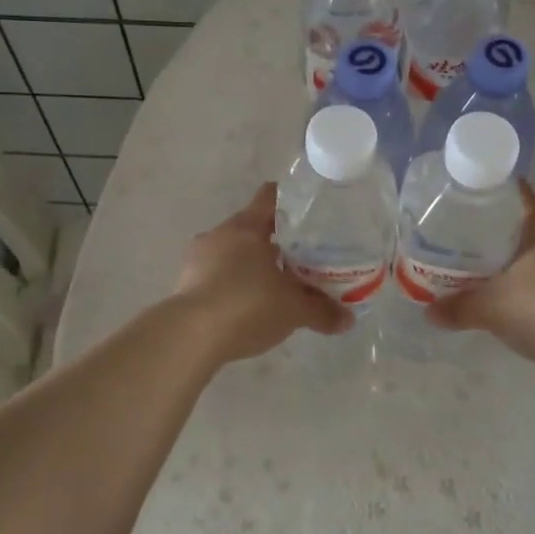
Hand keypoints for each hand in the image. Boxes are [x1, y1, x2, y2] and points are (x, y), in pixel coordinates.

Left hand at [171, 184, 351, 363]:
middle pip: (252, 227)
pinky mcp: (185, 285)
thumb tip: (349, 320)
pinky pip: (216, 276)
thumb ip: (322, 311)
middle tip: (302, 256)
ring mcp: (197, 259)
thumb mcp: (293, 310)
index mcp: (246, 227)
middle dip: (276, 241)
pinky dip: (234, 285)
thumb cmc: (247, 305)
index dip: (290, 200)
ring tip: (276, 286)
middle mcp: (219, 235)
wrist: (190, 337)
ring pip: (232, 253)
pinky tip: (248, 307)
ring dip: (252, 265)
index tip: (309, 211)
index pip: (270, 197)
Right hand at [428, 185, 534, 369]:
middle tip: (463, 238)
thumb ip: (458, 307)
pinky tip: (514, 302)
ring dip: (514, 262)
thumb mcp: (492, 308)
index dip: (493, 190)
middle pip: (524, 227)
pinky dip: (531, 287)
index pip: (516, 194)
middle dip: (496, 232)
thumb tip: (427, 312)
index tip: (467, 194)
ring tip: (483, 271)